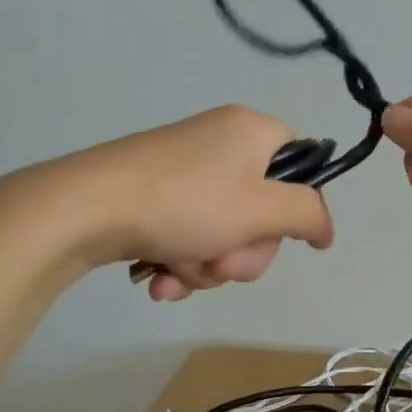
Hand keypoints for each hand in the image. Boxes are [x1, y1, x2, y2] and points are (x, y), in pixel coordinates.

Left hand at [38, 105, 333, 300]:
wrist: (86, 207)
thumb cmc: (186, 202)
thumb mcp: (261, 209)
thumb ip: (307, 215)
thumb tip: (325, 229)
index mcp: (251, 131)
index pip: (301, 164)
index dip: (297, 209)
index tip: (280, 239)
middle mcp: (220, 143)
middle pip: (262, 209)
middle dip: (242, 252)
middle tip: (219, 264)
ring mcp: (184, 169)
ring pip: (224, 232)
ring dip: (208, 265)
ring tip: (178, 271)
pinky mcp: (154, 194)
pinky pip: (189, 233)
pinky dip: (180, 261)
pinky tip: (160, 280)